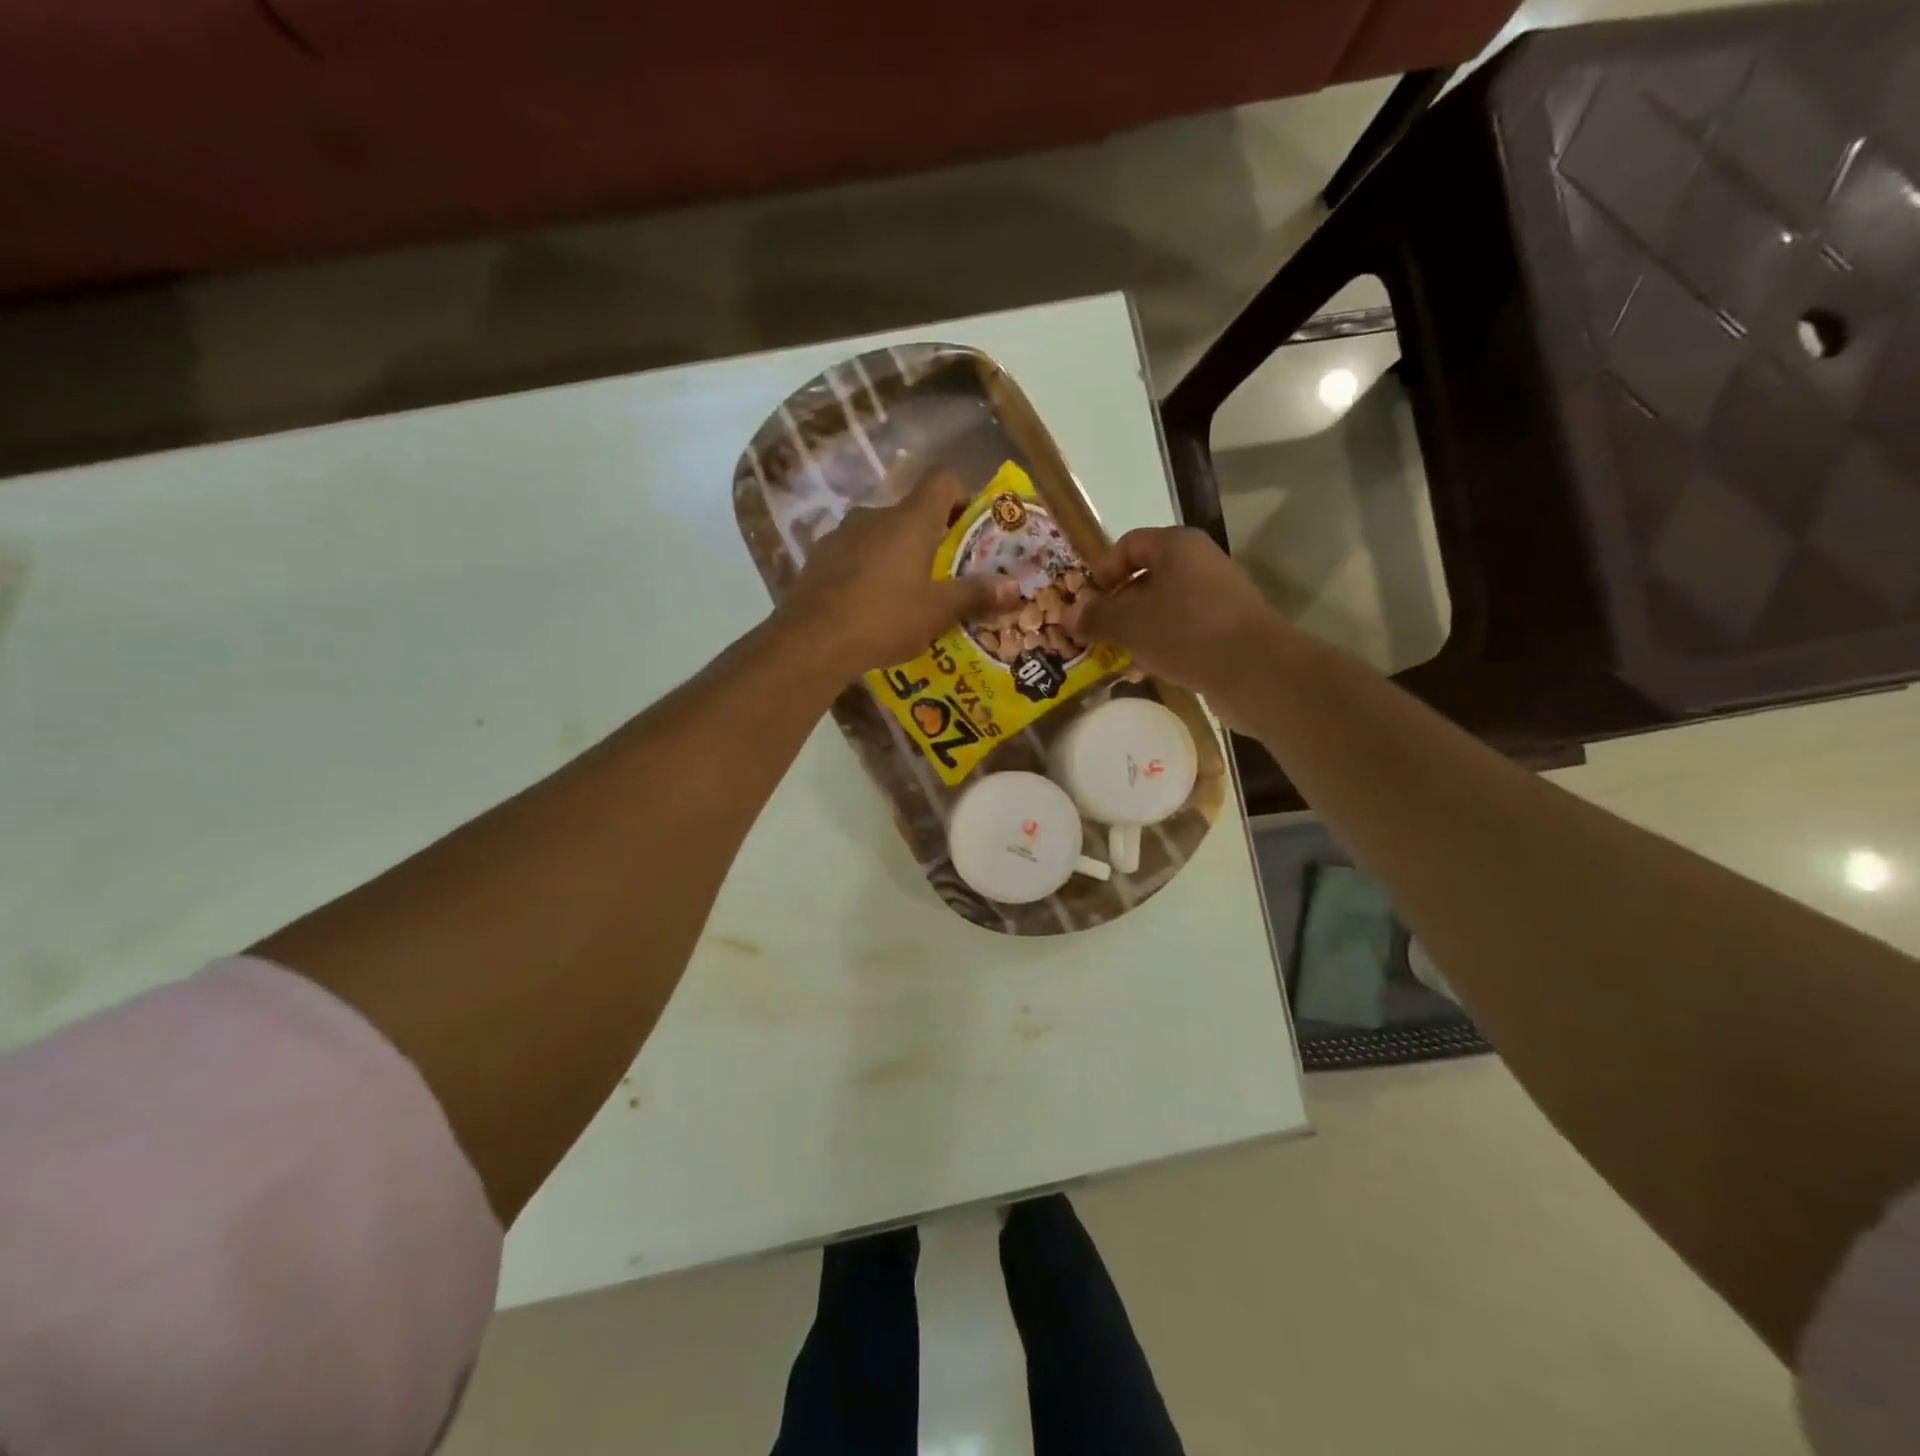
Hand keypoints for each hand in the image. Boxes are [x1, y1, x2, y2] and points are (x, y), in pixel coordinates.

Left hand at [779, 469, 1019, 675]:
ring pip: (881, 534)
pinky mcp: (819, 557)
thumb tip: (1016, 587)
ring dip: (898, 554)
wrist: (811, 641)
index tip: (971, 528)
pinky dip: (869, 569)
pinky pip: (855, 554)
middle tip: (946, 573)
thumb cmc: (884, 618)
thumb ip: (976, 595)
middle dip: (932, 537)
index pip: (942, 480)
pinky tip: (871, 605)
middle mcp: (875, 515)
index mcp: (910, 519)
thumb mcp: (938, 611)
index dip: (962, 496)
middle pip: (912, 511)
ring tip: (908, 595)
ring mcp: (842, 534)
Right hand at [1064, 527, 1298, 716]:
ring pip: (1164, 606)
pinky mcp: (1228, 628)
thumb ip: (1095, 617)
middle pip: (1146, 576)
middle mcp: (1200, 562)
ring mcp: (1218, 596)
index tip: (1087, 604)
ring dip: (1138, 628)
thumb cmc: (1186, 633)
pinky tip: (1150, 668)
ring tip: (1120, 654)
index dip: (1102, 572)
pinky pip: (1184, 629)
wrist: (1255, 671)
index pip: (1128, 545)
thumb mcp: (1129, 624)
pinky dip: (1164, 643)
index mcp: (1177, 546)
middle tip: (1097, 633)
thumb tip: (1068, 614)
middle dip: (1117, 605)